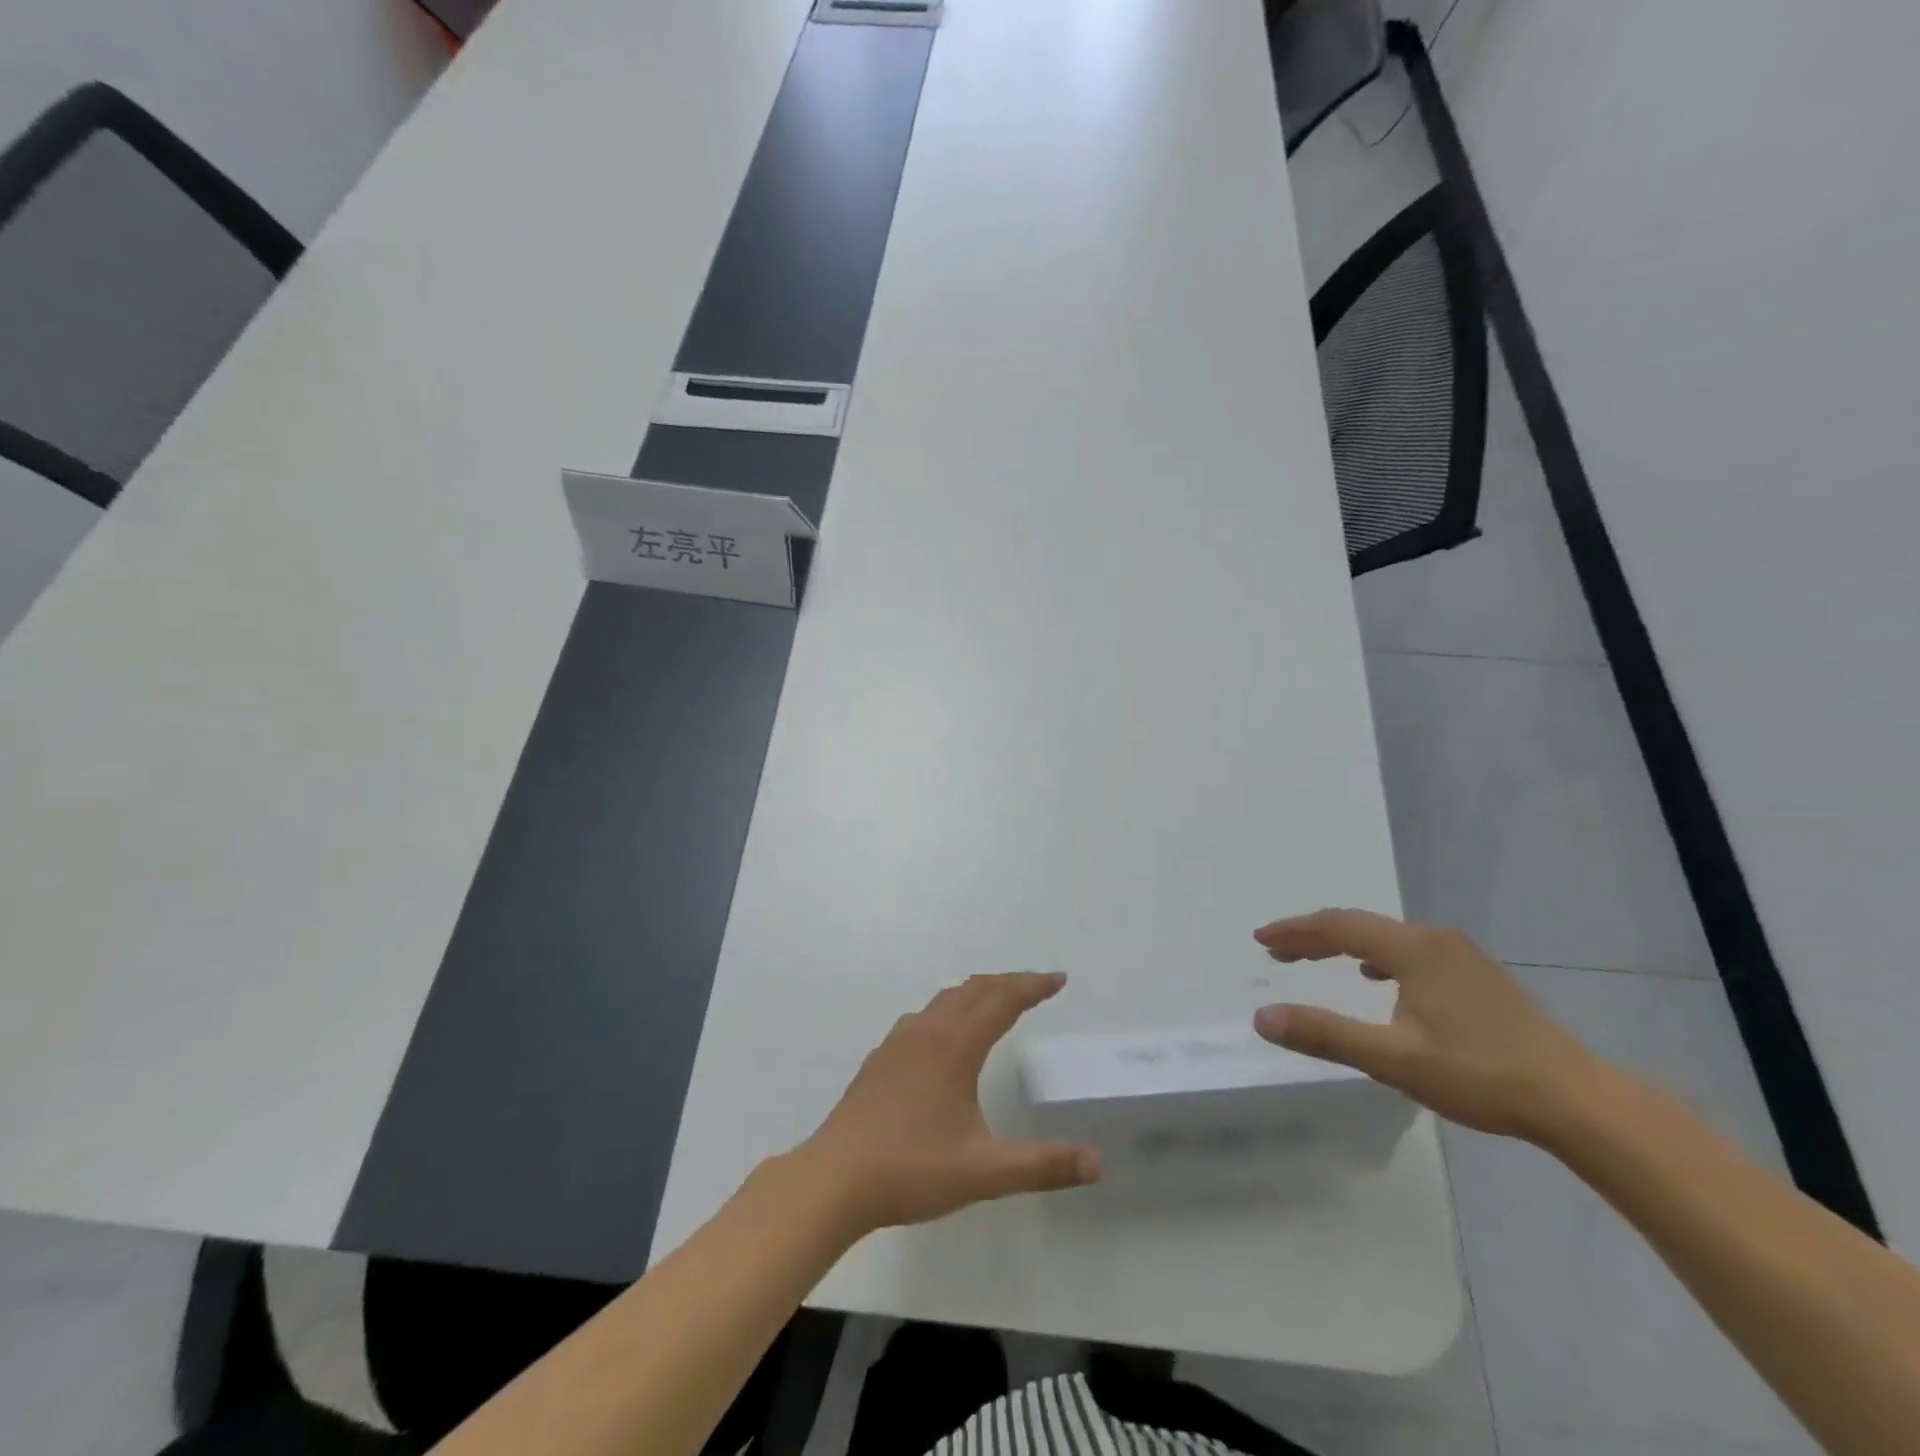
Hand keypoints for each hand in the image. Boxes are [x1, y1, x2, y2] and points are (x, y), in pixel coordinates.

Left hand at [802, 972, 1100, 1235]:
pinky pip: (925, 1015)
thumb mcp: (984, 1172)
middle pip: (975, 990)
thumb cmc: (912, 1169)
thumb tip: (1096, 1163)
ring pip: (946, 999)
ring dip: (978, 992)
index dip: (1032, 986)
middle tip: (1038, 987)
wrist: (834, 1179)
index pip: (1002, 1000)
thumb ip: (1042, 1165)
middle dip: (1009, 983)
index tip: (1059, 979)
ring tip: (998, 1001)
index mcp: (955, 1046)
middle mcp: (928, 1031)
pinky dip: (951, 1008)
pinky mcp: (881, 1057)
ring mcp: (899, 1041)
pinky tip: (947, 1035)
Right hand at [1252, 909, 1603, 1140]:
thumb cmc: (1479, 1074)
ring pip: (1387, 938)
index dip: (1295, 931)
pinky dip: (1377, 957)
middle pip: (1360, 926)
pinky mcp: (1478, 976)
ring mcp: (1462, 955)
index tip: (1261, 940)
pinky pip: (1411, 951)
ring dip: (1345, 946)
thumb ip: (1325, 1034)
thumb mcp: (1392, 1059)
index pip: (1338, 926)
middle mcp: (1435, 939)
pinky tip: (1377, 978)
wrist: (1576, 1100)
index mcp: (1413, 949)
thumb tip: (1263, 1017)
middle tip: (1278, 952)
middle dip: (1314, 936)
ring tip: (1316, 960)